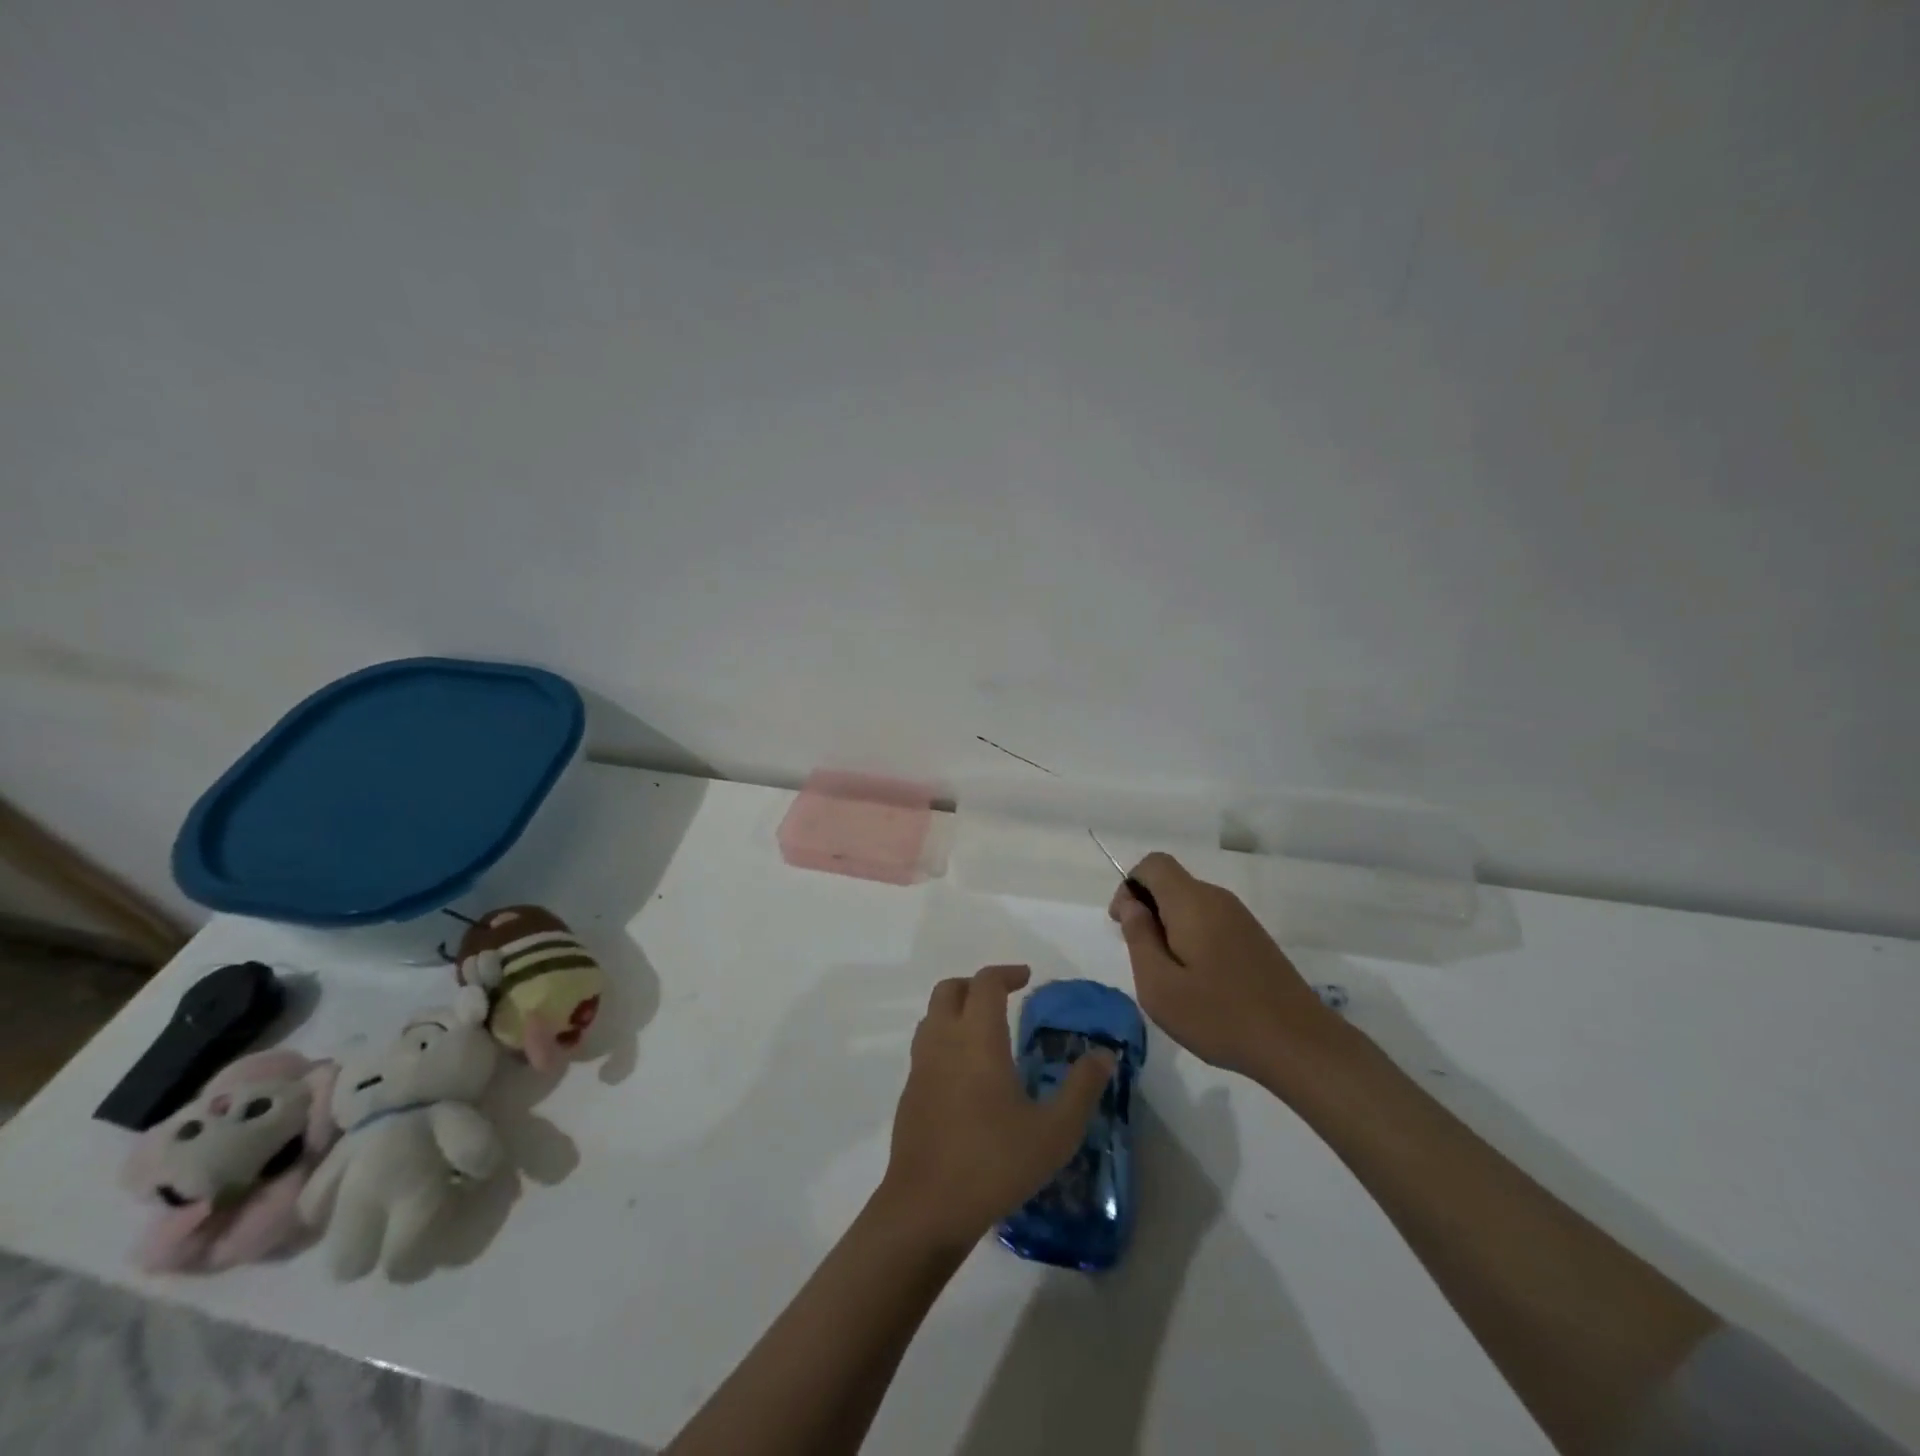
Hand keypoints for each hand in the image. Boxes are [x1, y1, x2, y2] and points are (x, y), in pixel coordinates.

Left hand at [877, 964, 1114, 1252]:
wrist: (927, 1207)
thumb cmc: (995, 1163)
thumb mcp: (1054, 1131)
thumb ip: (1082, 1088)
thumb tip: (1104, 1054)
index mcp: (977, 1038)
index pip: (986, 983)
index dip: (1006, 973)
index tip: (1027, 978)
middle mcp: (944, 1041)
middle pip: (950, 990)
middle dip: (976, 985)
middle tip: (1004, 998)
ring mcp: (920, 1066)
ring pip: (933, 1016)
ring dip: (957, 1009)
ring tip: (985, 1031)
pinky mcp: (909, 1092)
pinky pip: (925, 1046)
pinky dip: (945, 1039)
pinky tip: (966, 1074)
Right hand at [1110, 853, 1342, 1085]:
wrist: (1299, 1044)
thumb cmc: (1220, 1016)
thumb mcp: (1159, 986)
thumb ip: (1139, 937)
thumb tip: (1131, 904)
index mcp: (1192, 902)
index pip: (1153, 864)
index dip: (1130, 886)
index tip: (1125, 926)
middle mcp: (1218, 899)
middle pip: (1171, 883)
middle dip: (1148, 911)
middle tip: (1145, 960)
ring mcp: (1241, 918)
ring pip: (1190, 904)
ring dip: (1170, 928)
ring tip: (1172, 977)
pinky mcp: (1254, 938)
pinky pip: (1211, 922)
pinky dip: (1193, 939)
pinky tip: (1200, 983)